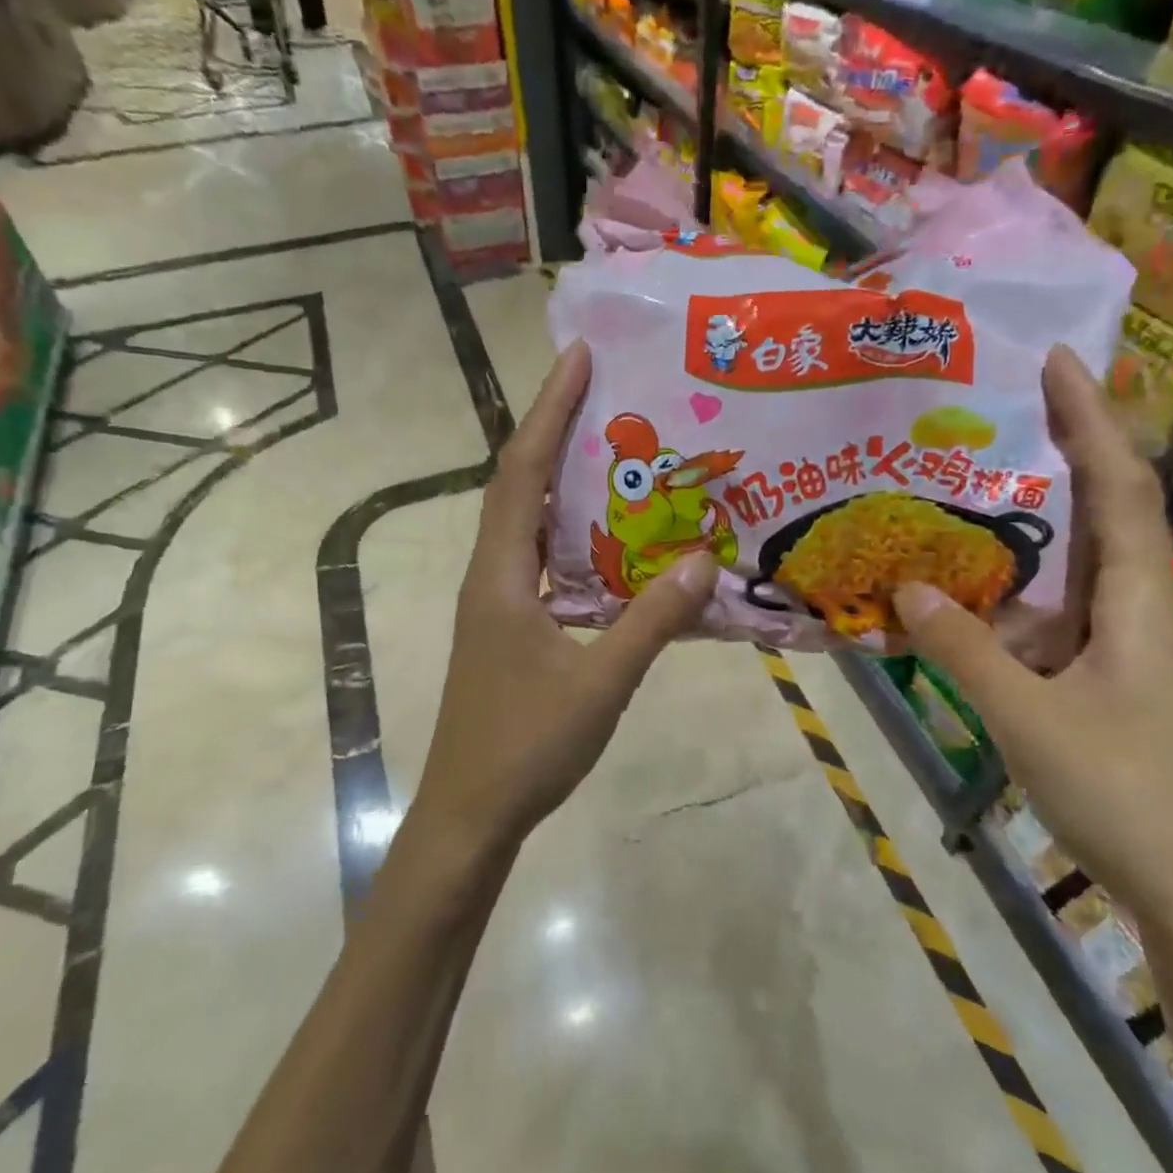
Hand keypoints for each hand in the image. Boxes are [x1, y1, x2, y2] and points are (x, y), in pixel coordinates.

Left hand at [414, 341, 715, 854]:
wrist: (470, 814)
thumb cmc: (525, 748)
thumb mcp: (600, 684)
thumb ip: (651, 623)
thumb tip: (702, 564)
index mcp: (501, 575)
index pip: (522, 471)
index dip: (548, 410)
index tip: (577, 358)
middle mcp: (491, 575)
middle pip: (519, 483)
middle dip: (555, 429)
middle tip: (604, 390)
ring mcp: (496, 601)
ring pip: (528, 521)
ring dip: (561, 479)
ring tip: (612, 447)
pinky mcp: (508, 625)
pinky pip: (539, 558)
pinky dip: (569, 532)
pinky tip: (608, 538)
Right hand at [892, 347, 1172, 934]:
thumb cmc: (1123, 795)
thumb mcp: (1029, 719)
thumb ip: (965, 650)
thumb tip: (906, 586)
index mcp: (1138, 600)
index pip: (1119, 485)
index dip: (1091, 418)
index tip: (1057, 361)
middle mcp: (1136, 605)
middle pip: (1102, 507)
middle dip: (1059, 449)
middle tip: (993, 410)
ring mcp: (1120, 642)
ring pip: (1070, 561)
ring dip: (1024, 522)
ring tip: (960, 488)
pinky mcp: (1101, 674)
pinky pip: (1049, 609)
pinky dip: (1007, 588)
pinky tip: (960, 591)